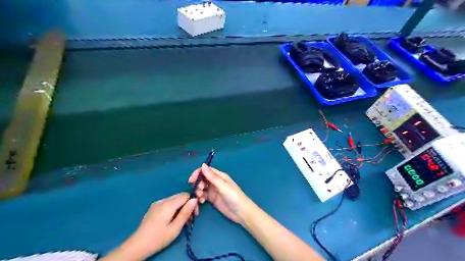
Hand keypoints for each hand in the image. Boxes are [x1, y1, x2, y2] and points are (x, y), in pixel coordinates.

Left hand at [100, 192, 196, 260]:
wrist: (137, 246)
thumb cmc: (158, 238)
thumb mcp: (175, 228)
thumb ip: (186, 212)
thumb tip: (194, 199)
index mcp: (168, 205)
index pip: (185, 195)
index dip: (192, 202)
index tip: (195, 214)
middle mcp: (162, 200)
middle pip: (180, 196)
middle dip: (187, 204)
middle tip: (190, 218)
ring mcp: (157, 203)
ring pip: (174, 199)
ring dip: (181, 206)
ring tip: (181, 220)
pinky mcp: (154, 207)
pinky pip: (168, 203)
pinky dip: (174, 207)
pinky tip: (172, 218)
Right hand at [187, 164, 253, 223]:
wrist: (241, 213)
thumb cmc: (234, 197)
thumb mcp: (223, 186)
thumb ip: (212, 177)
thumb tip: (203, 164)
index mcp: (220, 176)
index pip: (206, 170)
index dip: (198, 173)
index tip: (191, 181)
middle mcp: (216, 182)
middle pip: (202, 179)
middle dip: (198, 184)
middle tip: (199, 191)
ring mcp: (214, 190)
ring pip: (201, 187)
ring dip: (198, 192)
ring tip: (201, 199)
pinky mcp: (212, 199)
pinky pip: (203, 195)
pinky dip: (200, 198)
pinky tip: (202, 202)